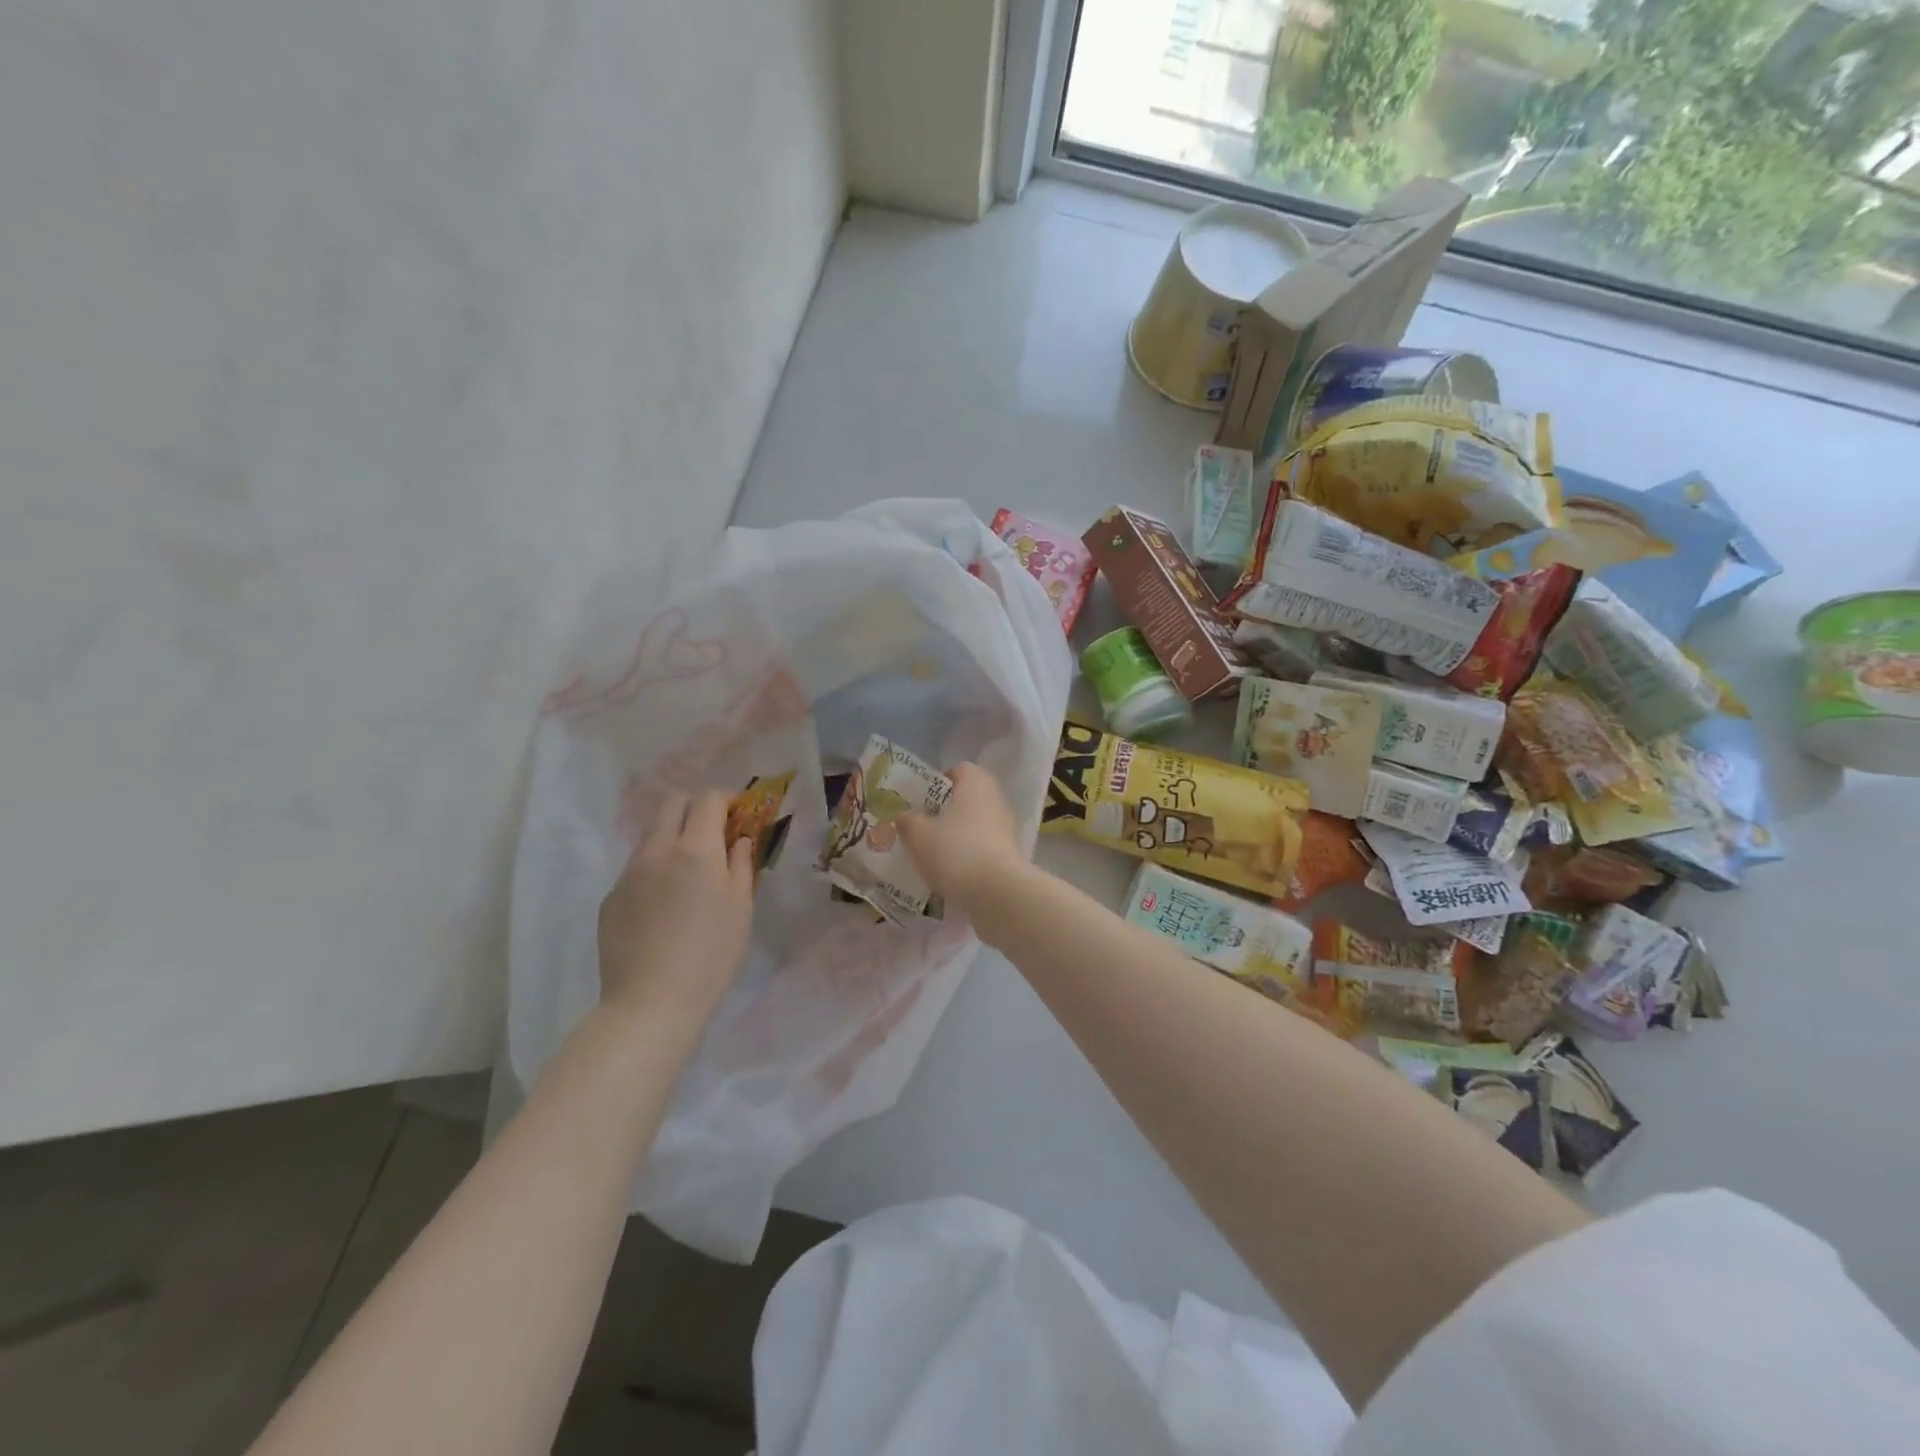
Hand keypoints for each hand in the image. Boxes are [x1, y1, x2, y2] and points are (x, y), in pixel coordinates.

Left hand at [598, 791, 755, 1021]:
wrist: (650, 1003)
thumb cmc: (711, 956)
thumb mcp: (741, 908)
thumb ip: (741, 864)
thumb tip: (738, 840)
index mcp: (695, 850)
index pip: (708, 800)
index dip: (726, 799)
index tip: (739, 814)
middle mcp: (657, 851)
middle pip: (672, 804)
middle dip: (696, 807)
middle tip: (714, 832)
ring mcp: (628, 874)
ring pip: (652, 835)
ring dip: (674, 838)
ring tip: (690, 873)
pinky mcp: (610, 898)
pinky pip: (637, 868)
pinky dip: (656, 870)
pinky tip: (665, 907)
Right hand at [896, 762, 1028, 914]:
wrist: (998, 893)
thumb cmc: (955, 851)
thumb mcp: (918, 835)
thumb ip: (908, 821)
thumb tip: (905, 816)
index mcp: (976, 782)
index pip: (958, 770)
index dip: (937, 783)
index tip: (920, 802)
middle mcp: (997, 799)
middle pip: (968, 799)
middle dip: (946, 813)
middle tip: (922, 829)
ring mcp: (1008, 828)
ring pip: (976, 825)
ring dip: (958, 837)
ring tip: (933, 856)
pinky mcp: (1012, 856)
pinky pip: (985, 849)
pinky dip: (970, 858)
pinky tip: (952, 875)